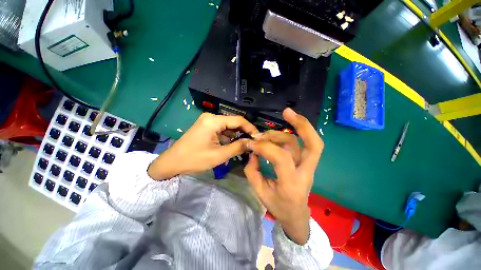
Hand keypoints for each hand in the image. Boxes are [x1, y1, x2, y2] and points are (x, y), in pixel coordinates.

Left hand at [148, 113, 258, 179]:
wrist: (172, 161)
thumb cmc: (195, 159)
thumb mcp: (219, 155)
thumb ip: (238, 147)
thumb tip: (251, 143)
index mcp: (213, 120)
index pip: (238, 120)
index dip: (250, 128)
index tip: (258, 137)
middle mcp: (211, 117)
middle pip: (233, 122)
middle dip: (244, 132)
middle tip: (253, 142)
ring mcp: (208, 121)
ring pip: (228, 126)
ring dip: (237, 135)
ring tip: (246, 144)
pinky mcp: (206, 126)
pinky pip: (222, 129)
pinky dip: (229, 136)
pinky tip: (234, 144)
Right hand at [244, 108, 323, 244]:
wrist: (296, 215)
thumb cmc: (278, 206)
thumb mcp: (260, 192)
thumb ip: (253, 170)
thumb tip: (253, 152)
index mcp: (291, 184)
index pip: (281, 157)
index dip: (264, 147)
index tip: (251, 143)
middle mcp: (305, 173)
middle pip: (313, 145)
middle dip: (302, 125)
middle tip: (286, 112)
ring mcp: (309, 166)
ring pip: (309, 141)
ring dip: (292, 128)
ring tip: (269, 131)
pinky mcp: (308, 162)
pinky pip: (307, 143)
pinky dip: (299, 131)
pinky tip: (289, 125)